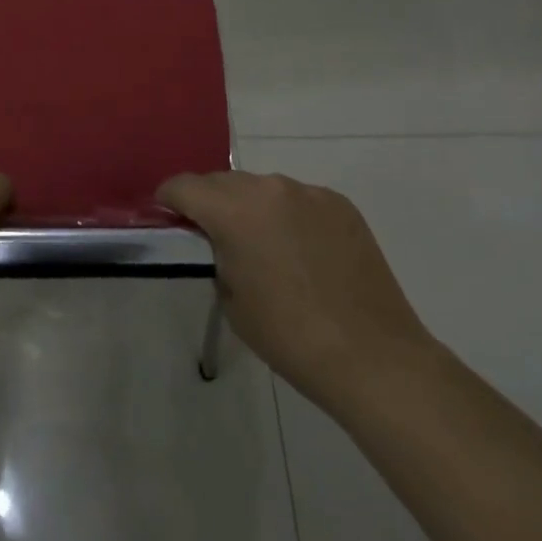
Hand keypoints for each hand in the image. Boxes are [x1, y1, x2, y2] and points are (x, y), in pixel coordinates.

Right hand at [158, 171, 433, 399]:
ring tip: (265, 247)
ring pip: (263, 189)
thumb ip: (217, 256)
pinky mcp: (340, 204)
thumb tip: (220, 242)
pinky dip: (290, 217)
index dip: (169, 199)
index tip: (167, 215)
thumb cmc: (291, 337)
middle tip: (214, 237)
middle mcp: (268, 187)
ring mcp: (308, 192)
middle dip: (211, 203)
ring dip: (253, 208)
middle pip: (223, 182)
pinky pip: (299, 200)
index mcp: (234, 210)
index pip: (184, 186)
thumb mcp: (233, 300)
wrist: (374, 358)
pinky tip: (303, 253)